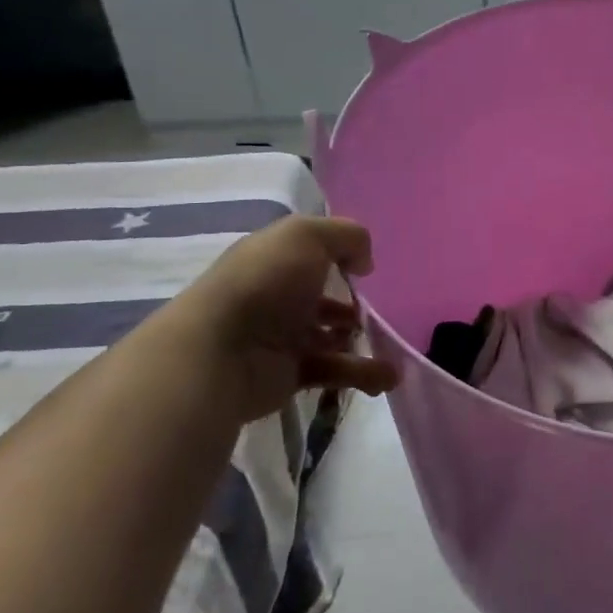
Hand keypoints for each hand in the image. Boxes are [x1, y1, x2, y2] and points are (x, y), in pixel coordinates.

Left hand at [171, 216, 397, 420]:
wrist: (220, 353)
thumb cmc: (265, 283)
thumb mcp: (308, 237)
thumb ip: (347, 236)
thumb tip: (363, 263)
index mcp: (275, 258)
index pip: (309, 252)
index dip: (339, 255)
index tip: (366, 267)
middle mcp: (277, 295)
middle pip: (321, 297)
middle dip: (353, 304)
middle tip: (379, 310)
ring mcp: (282, 337)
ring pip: (331, 336)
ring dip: (363, 341)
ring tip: (392, 346)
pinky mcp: (289, 375)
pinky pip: (333, 372)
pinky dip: (363, 374)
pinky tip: (387, 376)